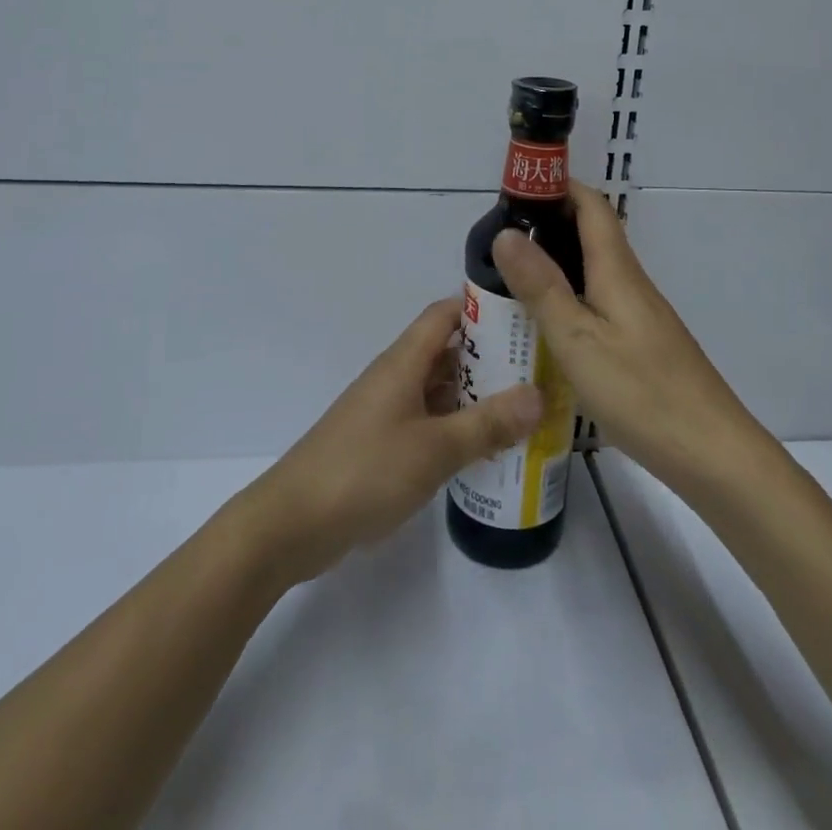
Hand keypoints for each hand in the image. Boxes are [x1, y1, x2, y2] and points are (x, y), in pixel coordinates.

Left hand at [240, 298, 542, 585]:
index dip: (482, 308)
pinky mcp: (382, 445)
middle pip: (447, 352)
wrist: (292, 524)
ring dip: (475, 397)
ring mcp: (387, 413)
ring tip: (525, 410)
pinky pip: (428, 423)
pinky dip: (456, 428)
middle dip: (490, 358)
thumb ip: (487, 423)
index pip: (445, 314)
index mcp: (403, 362)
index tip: (525, 317)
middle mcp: (395, 378)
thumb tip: (539, 394)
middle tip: (539, 370)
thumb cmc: (365, 471)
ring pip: (439, 391)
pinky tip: (486, 450)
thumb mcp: (435, 448)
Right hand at [491, 181, 761, 493]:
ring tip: (509, 282)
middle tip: (498, 243)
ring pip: (592, 273)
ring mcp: (639, 316)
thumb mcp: (578, 339)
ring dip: (555, 265)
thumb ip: (541, 286)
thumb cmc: (641, 391)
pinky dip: (568, 300)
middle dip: (548, 226)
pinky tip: (545, 328)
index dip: (558, 187)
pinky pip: (597, 305)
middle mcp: (630, 284)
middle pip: (590, 236)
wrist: (712, 454)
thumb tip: (507, 233)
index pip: (591, 206)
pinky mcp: (641, 345)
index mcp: (617, 271)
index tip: (515, 191)